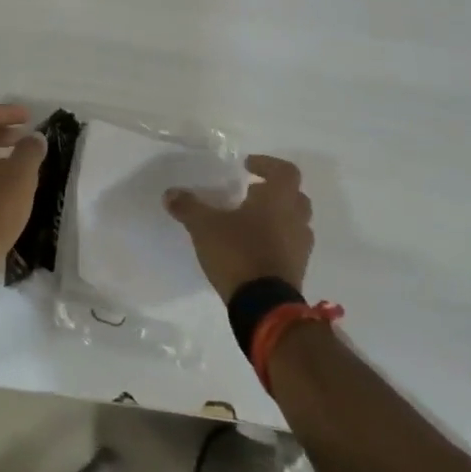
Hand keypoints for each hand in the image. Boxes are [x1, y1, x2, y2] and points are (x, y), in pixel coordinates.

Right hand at [166, 154, 313, 302]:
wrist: (264, 307)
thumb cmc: (238, 253)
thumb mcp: (204, 226)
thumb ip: (188, 207)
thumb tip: (170, 193)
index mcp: (278, 199)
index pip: (286, 171)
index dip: (268, 164)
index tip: (248, 167)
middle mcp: (296, 219)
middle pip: (295, 196)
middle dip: (274, 191)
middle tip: (251, 192)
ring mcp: (301, 247)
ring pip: (295, 222)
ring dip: (278, 217)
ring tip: (251, 221)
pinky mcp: (298, 270)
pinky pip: (291, 246)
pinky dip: (277, 241)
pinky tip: (254, 247)